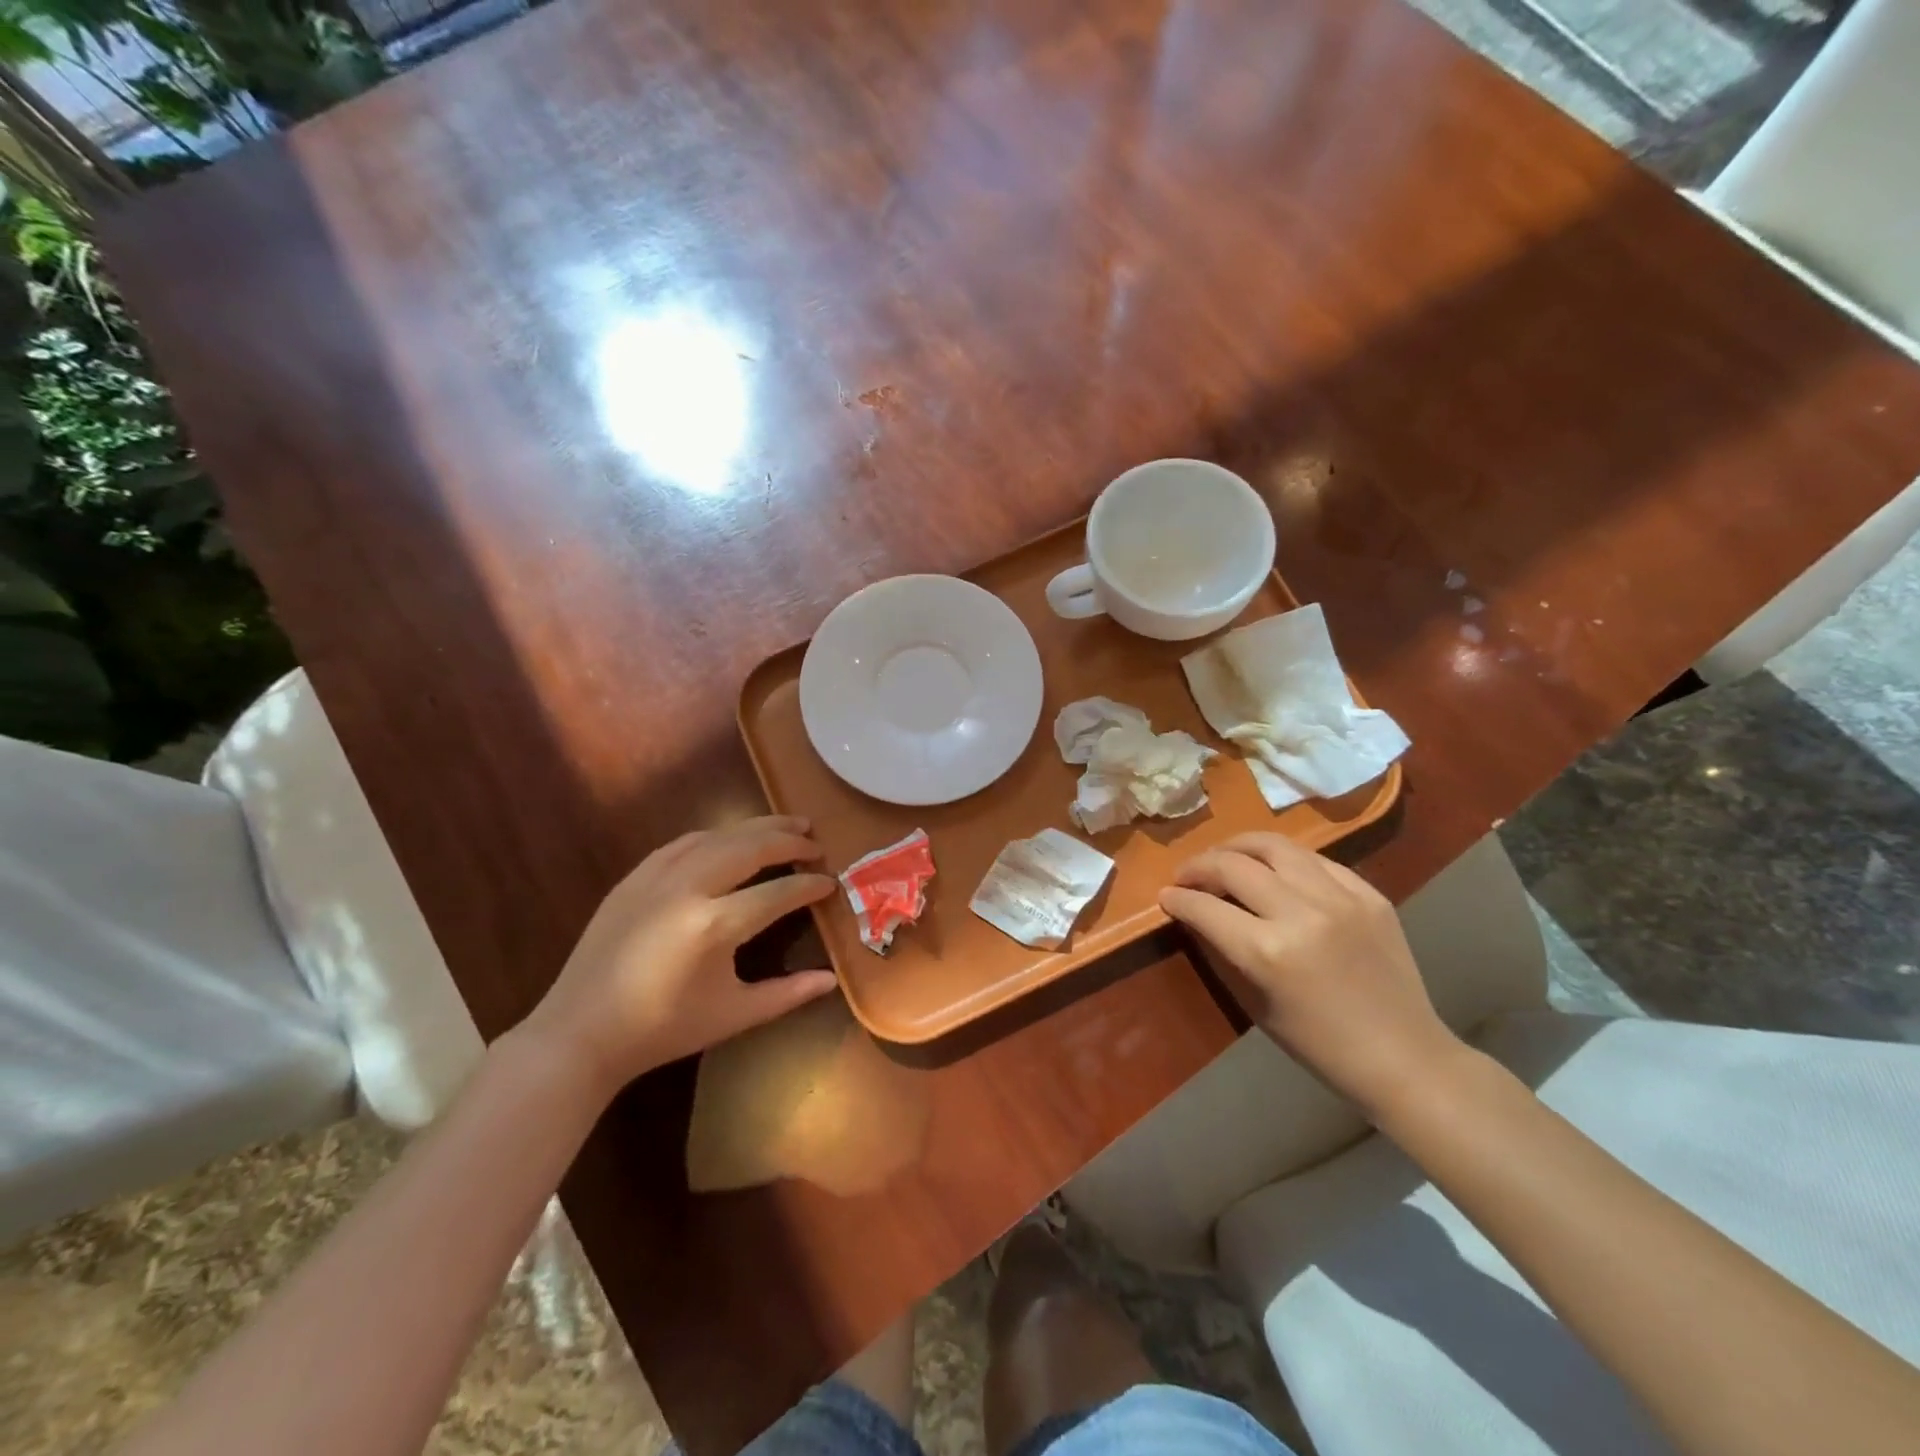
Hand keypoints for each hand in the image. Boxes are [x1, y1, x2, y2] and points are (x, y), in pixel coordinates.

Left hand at [525, 816, 838, 1093]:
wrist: (581, 1033)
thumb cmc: (663, 1030)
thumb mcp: (734, 1015)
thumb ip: (787, 994)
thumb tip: (832, 980)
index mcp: (715, 925)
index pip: (777, 891)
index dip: (809, 885)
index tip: (830, 882)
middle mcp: (688, 888)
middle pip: (750, 847)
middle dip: (789, 840)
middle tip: (816, 843)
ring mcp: (656, 877)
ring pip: (718, 835)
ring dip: (757, 828)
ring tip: (787, 825)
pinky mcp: (634, 877)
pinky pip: (684, 842)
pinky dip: (716, 835)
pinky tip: (732, 838)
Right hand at [1160, 832, 1463, 1117]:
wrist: (1404, 1057)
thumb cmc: (1318, 1045)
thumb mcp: (1255, 1003)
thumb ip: (1223, 949)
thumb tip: (1195, 913)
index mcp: (1268, 952)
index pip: (1205, 906)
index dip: (1177, 897)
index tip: (1165, 895)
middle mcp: (1301, 913)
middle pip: (1232, 865)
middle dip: (1198, 866)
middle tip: (1187, 875)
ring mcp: (1340, 898)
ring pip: (1274, 846)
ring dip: (1238, 847)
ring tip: (1225, 857)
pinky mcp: (1369, 894)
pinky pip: (1316, 860)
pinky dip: (1285, 860)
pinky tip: (1276, 871)